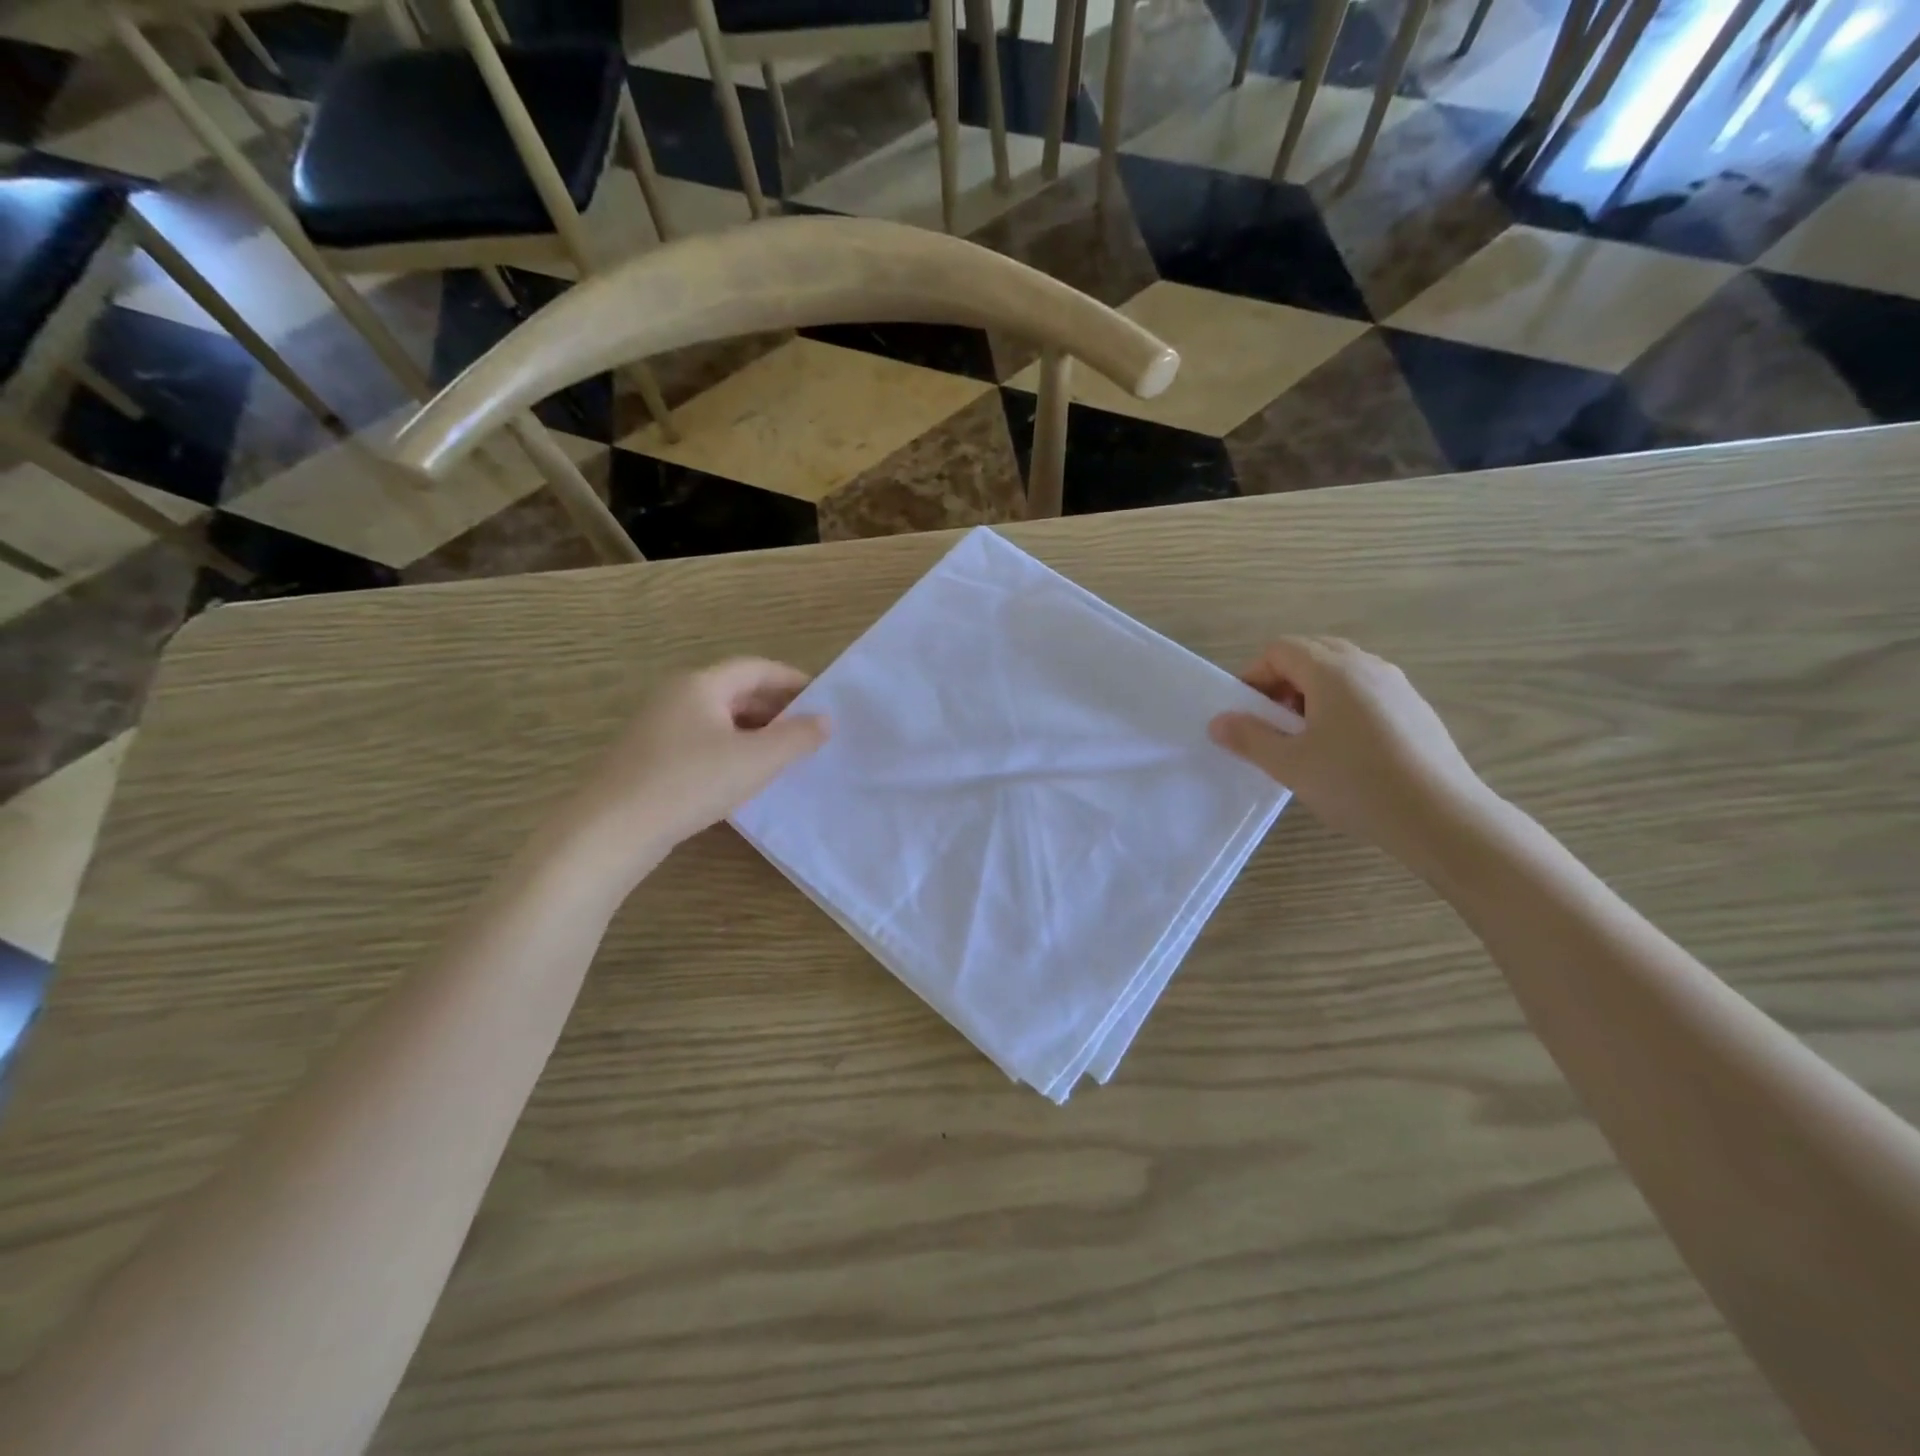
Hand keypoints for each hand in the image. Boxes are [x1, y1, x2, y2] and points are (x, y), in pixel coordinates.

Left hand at [554, 659, 828, 883]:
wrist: (613, 830)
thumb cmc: (690, 783)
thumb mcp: (755, 760)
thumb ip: (797, 738)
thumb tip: (825, 720)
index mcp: (701, 684)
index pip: (757, 668)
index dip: (793, 681)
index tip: (824, 701)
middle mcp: (677, 695)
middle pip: (737, 690)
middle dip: (777, 708)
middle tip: (809, 731)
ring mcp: (658, 726)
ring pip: (720, 718)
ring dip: (756, 731)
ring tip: (784, 755)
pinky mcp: (650, 756)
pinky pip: (702, 740)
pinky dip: (732, 749)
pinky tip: (745, 776)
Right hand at [1208, 638, 1495, 867]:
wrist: (1442, 818)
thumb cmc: (1356, 784)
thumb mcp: (1289, 765)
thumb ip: (1249, 738)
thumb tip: (1219, 721)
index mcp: (1332, 671)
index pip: (1281, 649)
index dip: (1254, 675)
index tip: (1246, 713)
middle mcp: (1367, 666)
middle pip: (1312, 653)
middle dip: (1283, 682)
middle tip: (1273, 723)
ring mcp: (1398, 686)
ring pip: (1342, 672)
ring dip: (1312, 694)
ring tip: (1306, 739)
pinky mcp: (1416, 709)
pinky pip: (1367, 692)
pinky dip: (1342, 706)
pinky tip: (1345, 751)